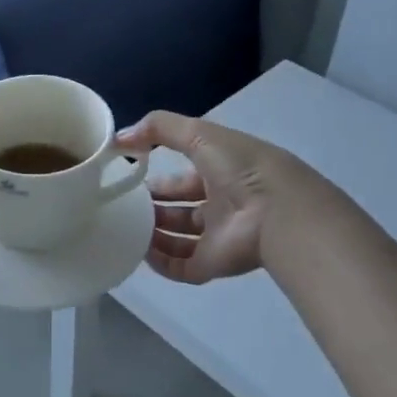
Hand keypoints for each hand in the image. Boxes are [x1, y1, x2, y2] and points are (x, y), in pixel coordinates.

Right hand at [115, 111, 312, 283]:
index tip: (130, 181)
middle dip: (153, 209)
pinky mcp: (212, 264)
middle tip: (122, 208)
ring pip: (178, 240)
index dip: (159, 181)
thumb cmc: (241, 168)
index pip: (184, 180)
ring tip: (125, 229)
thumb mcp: (200, 134)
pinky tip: (140, 253)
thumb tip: (119, 137)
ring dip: (152, 236)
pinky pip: (181, 267)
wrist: (277, 211)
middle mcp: (219, 205)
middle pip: (179, 211)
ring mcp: (217, 238)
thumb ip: (159, 129)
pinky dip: (160, 263)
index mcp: (220, 174)